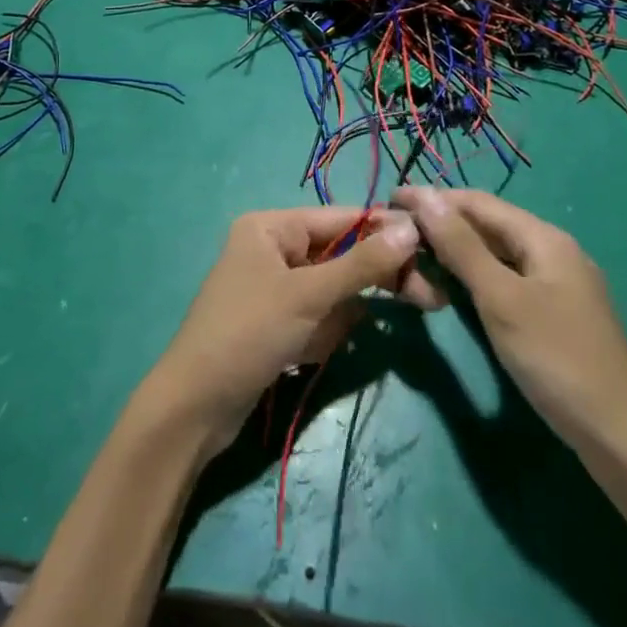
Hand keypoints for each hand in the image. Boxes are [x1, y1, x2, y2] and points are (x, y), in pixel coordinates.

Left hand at [143, 208, 436, 453]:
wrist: (195, 408)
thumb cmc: (249, 334)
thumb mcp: (309, 295)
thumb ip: (362, 263)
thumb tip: (410, 229)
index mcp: (272, 226)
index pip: (342, 218)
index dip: (386, 232)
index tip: (432, 249)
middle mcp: (273, 248)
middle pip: (341, 254)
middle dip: (372, 280)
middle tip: (428, 301)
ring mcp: (274, 286)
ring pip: (333, 291)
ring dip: (338, 318)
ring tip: (312, 342)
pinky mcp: (276, 321)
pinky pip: (317, 317)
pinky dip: (322, 335)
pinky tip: (301, 355)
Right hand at [391, 188, 626, 451]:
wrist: (619, 434)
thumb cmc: (555, 358)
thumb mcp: (501, 298)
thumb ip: (461, 246)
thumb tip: (425, 196)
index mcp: (543, 238)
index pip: (477, 202)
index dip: (433, 198)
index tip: (390, 200)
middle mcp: (551, 250)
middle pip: (488, 223)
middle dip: (442, 221)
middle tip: (395, 229)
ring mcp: (556, 282)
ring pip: (495, 251)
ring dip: (455, 248)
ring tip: (414, 251)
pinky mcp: (553, 310)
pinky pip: (505, 276)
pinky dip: (474, 274)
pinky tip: (452, 285)